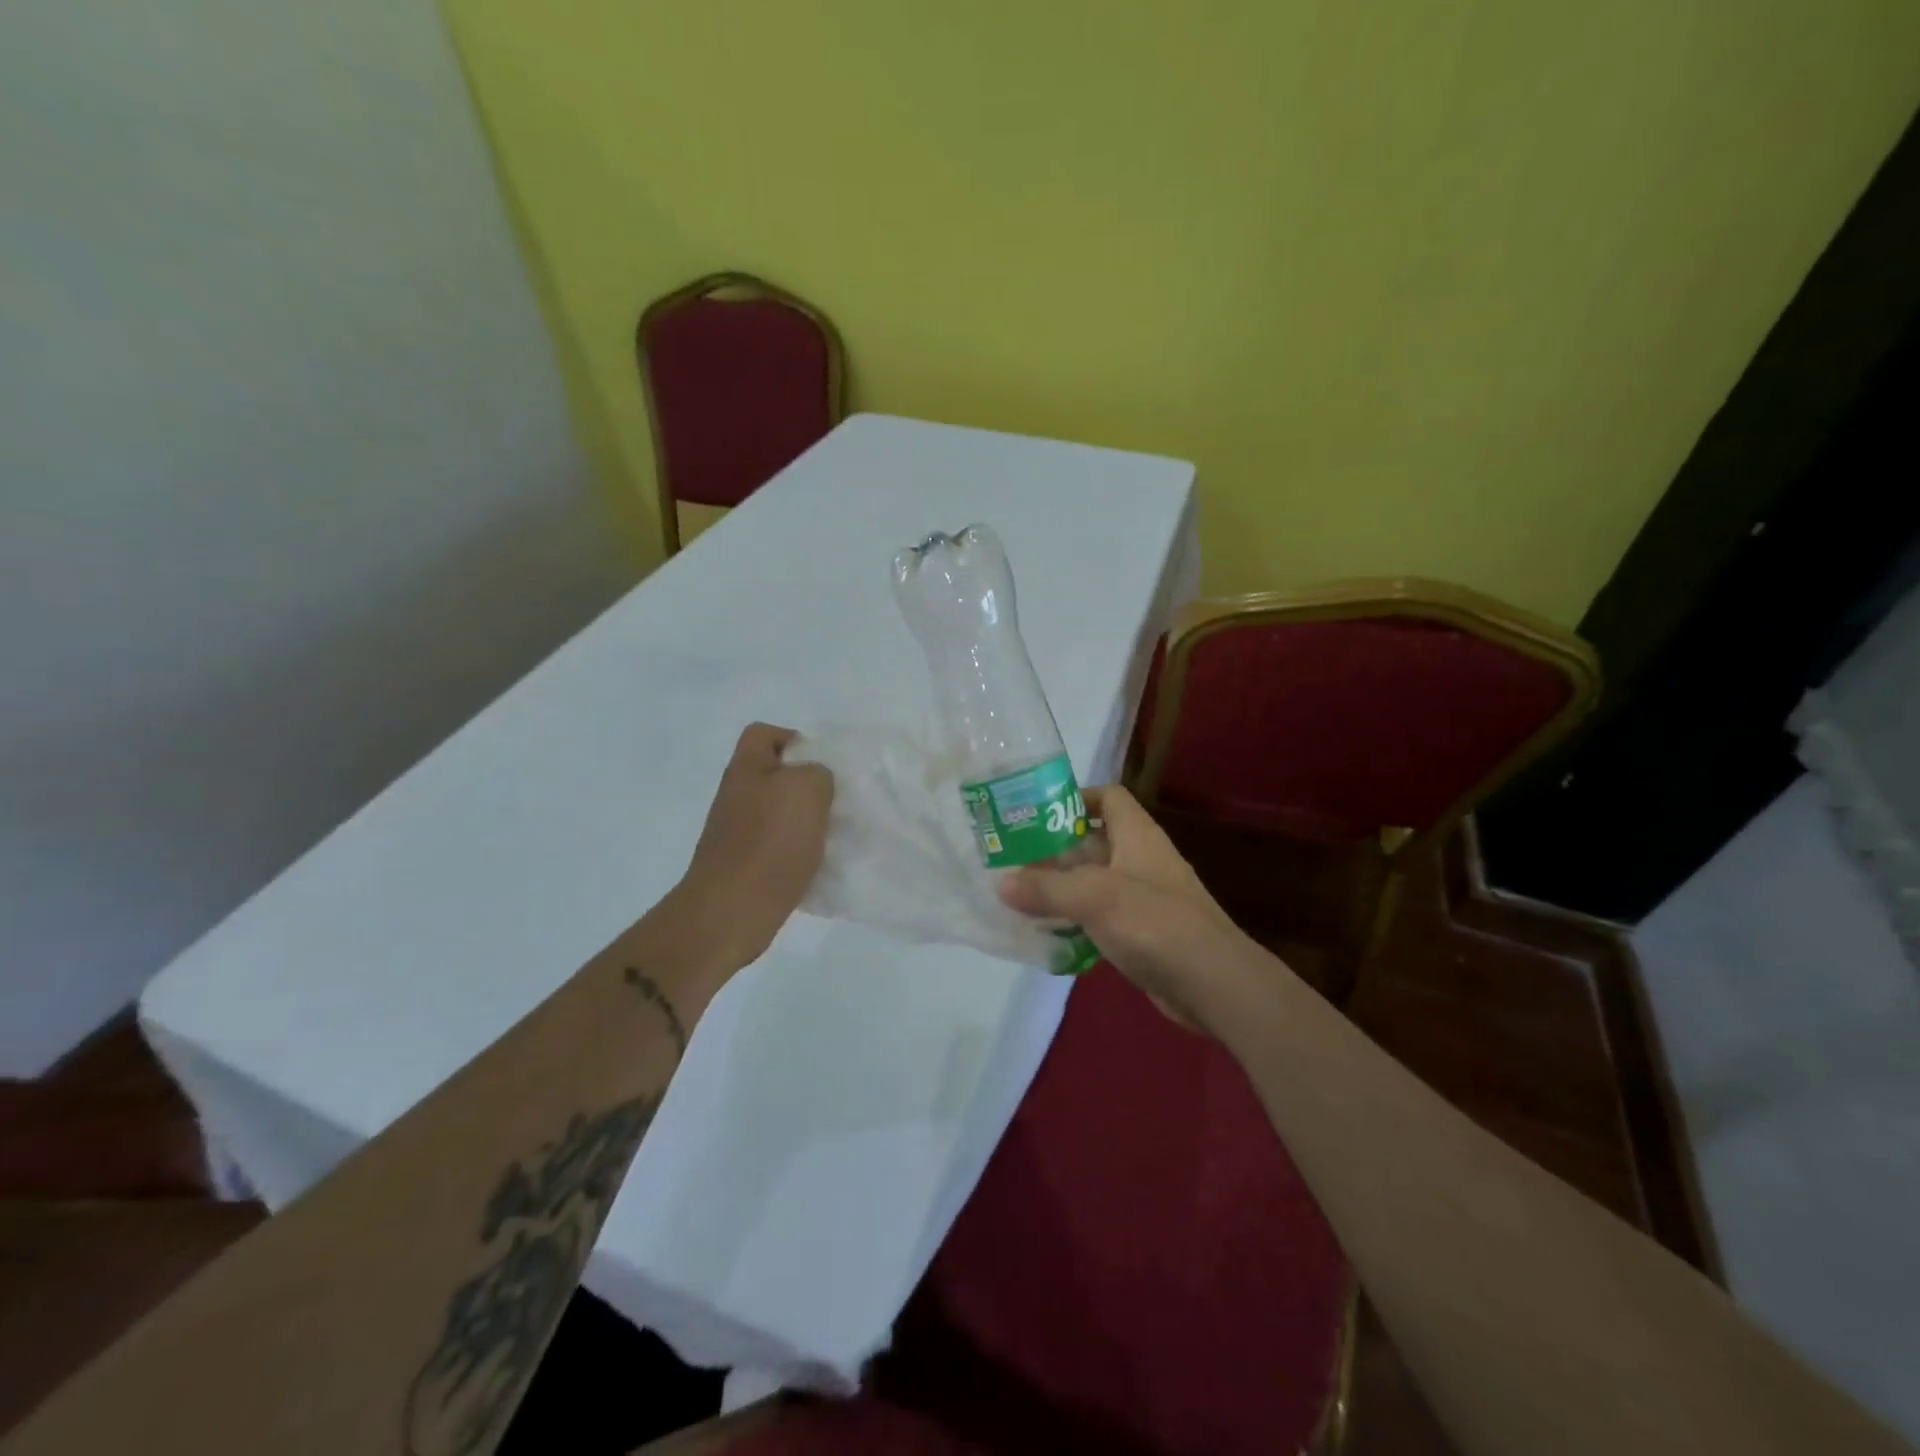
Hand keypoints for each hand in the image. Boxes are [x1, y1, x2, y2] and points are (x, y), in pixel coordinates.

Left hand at [672, 723, 833, 972]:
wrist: (731, 912)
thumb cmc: (769, 842)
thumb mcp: (807, 789)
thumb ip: (818, 772)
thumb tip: (816, 783)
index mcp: (745, 769)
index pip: (765, 734)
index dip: (795, 740)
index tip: (824, 766)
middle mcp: (738, 796)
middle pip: (777, 777)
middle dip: (810, 788)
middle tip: (837, 803)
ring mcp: (739, 833)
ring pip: (783, 815)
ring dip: (810, 824)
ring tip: (834, 836)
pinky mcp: (747, 866)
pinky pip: (781, 849)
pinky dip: (802, 855)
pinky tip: (822, 866)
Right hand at [998, 786, 1246, 1026]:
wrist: (1212, 983)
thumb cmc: (1154, 923)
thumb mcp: (1093, 897)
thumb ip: (1046, 888)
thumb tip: (1001, 882)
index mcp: (1137, 835)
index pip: (1108, 797)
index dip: (1076, 797)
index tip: (1036, 813)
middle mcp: (1140, 860)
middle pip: (1093, 841)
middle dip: (1054, 849)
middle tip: (1011, 858)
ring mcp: (1142, 899)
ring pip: (1093, 882)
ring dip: (1060, 888)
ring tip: (1017, 895)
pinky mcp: (1141, 933)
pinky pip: (1100, 917)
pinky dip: (1075, 921)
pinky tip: (1046, 933)